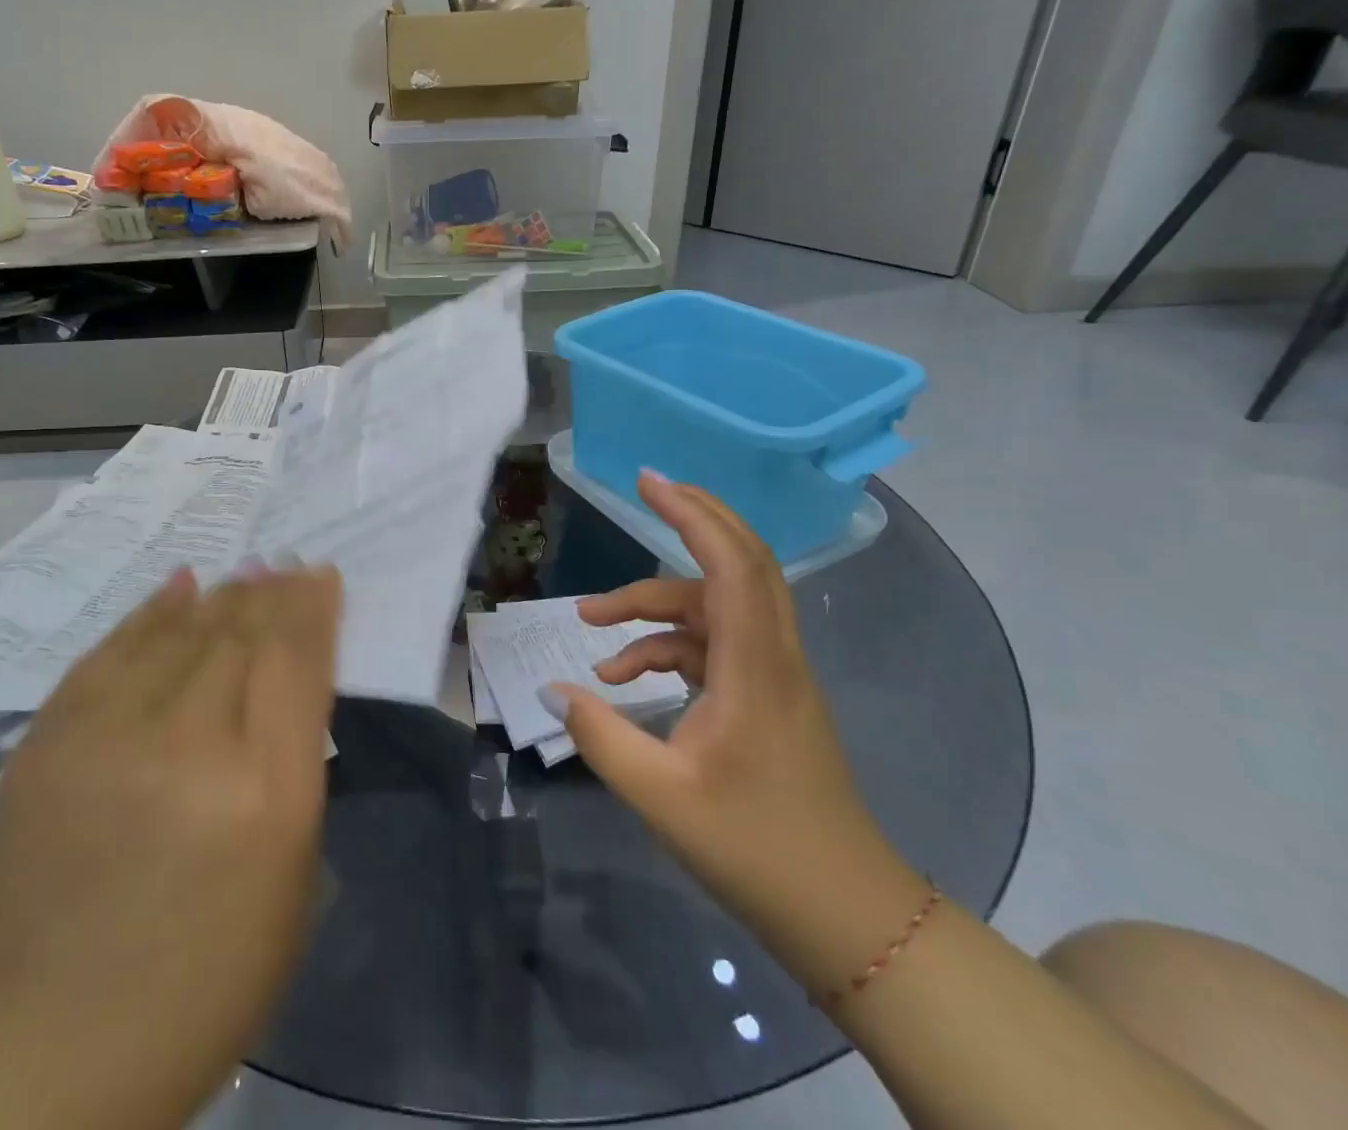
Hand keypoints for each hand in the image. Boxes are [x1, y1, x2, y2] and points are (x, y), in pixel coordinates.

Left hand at [0, 564, 343, 1129]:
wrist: (52, 1046)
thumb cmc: (209, 975)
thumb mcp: (292, 872)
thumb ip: (295, 759)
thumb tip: (290, 672)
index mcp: (263, 792)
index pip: (295, 660)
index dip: (312, 608)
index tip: (323, 576)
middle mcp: (187, 746)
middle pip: (240, 634)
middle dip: (272, 594)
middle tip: (288, 566)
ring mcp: (108, 736)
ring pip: (180, 631)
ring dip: (222, 597)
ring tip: (248, 574)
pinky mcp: (50, 738)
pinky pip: (113, 649)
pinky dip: (154, 612)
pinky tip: (182, 586)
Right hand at [548, 471, 893, 924]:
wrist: (846, 916)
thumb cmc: (758, 851)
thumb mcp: (661, 796)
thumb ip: (600, 736)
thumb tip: (552, 690)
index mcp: (756, 666)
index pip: (732, 564)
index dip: (692, 514)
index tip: (648, 482)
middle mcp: (772, 655)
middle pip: (741, 561)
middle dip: (694, 519)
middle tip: (646, 489)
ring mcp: (772, 675)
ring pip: (713, 607)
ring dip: (653, 605)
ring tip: (590, 621)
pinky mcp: (765, 697)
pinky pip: (711, 647)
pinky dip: (665, 647)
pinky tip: (622, 678)